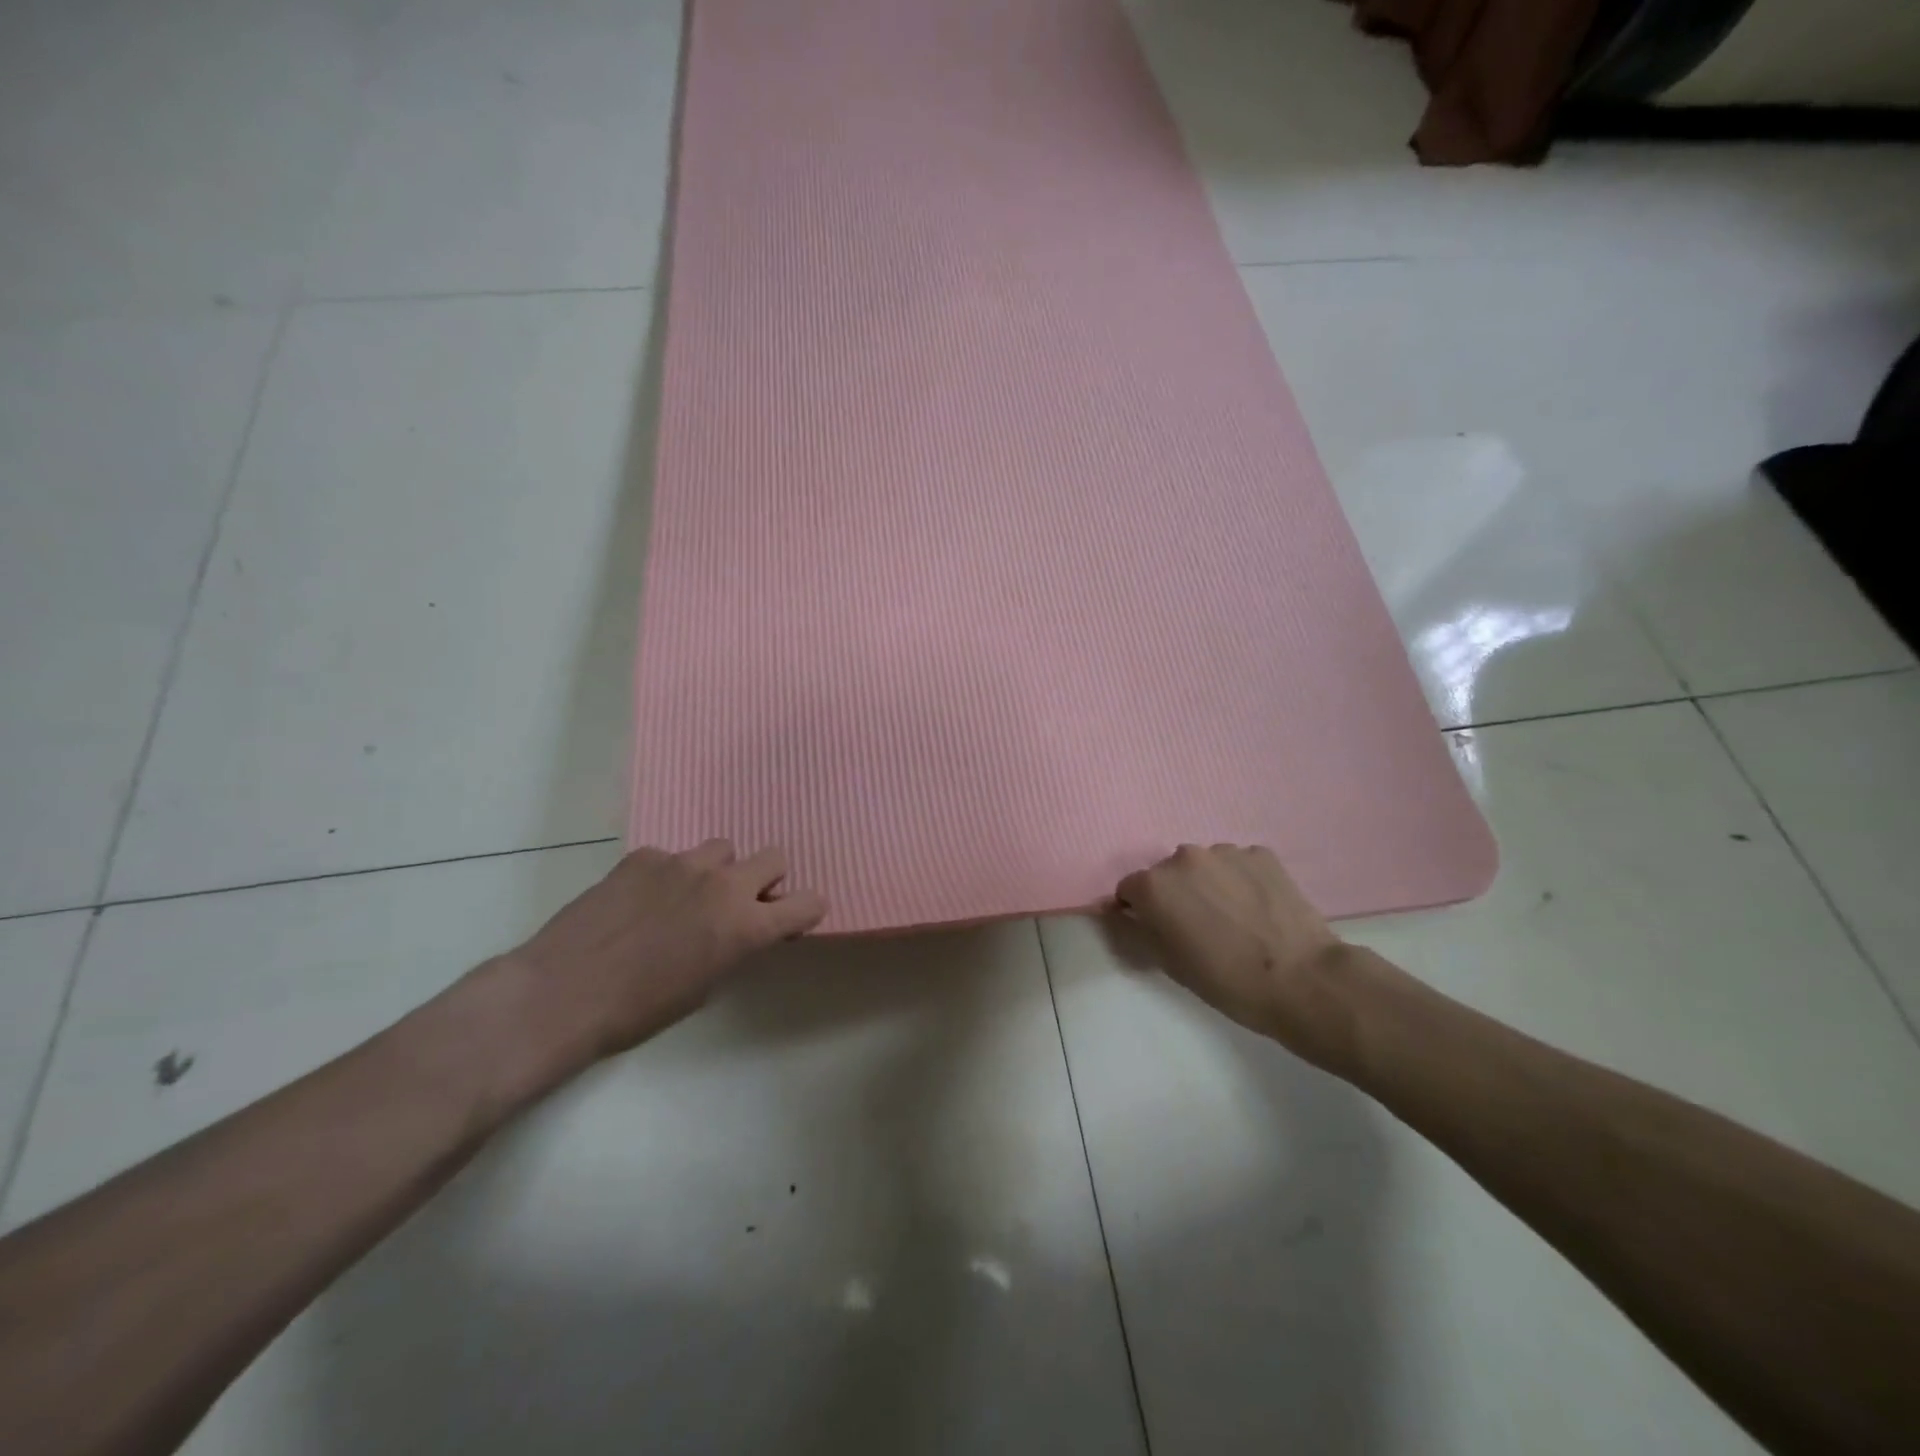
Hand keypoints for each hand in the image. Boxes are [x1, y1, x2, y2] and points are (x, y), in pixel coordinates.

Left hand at [487, 841, 826, 1077]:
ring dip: (716, 872)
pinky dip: (666, 875)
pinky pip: (671, 856)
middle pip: (774, 857)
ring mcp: (682, 863)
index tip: (790, 921)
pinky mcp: (644, 856)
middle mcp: (724, 885)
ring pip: (722, 850)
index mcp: (746, 926)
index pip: (808, 903)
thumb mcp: (705, 987)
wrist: (562, 993)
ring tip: (683, 899)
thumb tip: (739, 931)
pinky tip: (638, 902)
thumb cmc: (638, 1011)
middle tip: (738, 905)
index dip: (804, 911)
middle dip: (765, 880)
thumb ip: (734, 947)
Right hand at [1116, 844, 1360, 1071]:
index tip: (1160, 933)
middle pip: (1167, 874)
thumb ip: (1132, 929)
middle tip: (1199, 928)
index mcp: (1154, 885)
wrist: (1302, 980)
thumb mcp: (1167, 963)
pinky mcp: (1261, 854)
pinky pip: (1238, 865)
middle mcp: (1184, 857)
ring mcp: (1225, 851)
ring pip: (1204, 866)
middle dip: (1176, 895)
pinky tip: (1258, 910)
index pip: (1129, 890)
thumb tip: (1112, 909)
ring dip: (1208, 885)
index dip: (1140, 912)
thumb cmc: (1225, 980)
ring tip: (1234, 919)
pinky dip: (1240, 881)